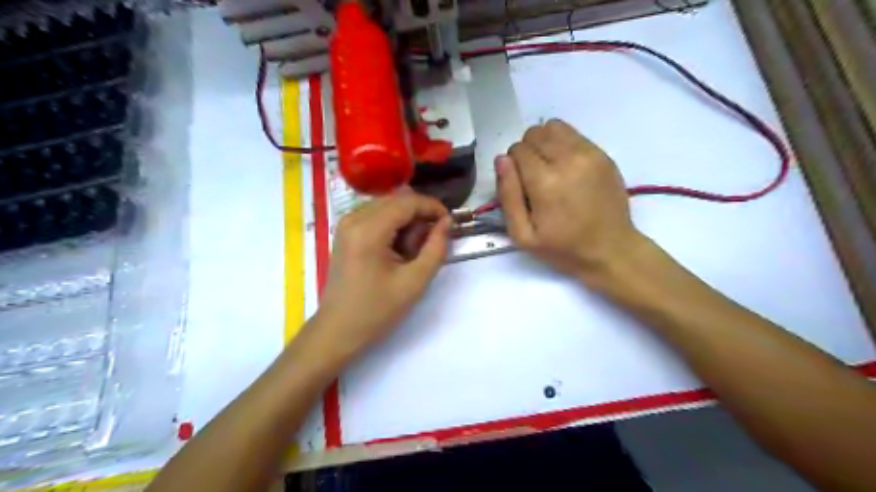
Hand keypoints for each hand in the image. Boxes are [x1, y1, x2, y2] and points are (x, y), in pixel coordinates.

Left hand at [316, 193, 451, 361]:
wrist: (338, 330)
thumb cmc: (376, 310)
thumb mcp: (414, 282)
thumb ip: (435, 248)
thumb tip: (446, 222)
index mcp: (368, 229)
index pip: (407, 202)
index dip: (433, 207)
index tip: (450, 224)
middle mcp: (353, 218)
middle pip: (397, 200)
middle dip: (419, 216)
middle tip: (428, 244)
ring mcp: (346, 223)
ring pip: (388, 206)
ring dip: (406, 222)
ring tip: (410, 253)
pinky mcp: (345, 232)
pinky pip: (376, 216)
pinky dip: (393, 227)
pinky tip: (396, 251)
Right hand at [495, 119, 640, 279]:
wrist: (610, 250)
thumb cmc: (563, 247)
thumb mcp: (523, 235)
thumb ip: (507, 196)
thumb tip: (501, 160)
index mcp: (545, 182)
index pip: (517, 150)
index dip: (513, 166)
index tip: (521, 185)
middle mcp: (567, 160)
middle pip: (534, 133)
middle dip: (527, 151)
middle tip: (534, 177)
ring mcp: (589, 154)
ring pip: (554, 127)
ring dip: (544, 143)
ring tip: (549, 168)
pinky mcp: (602, 154)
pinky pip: (573, 134)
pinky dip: (563, 144)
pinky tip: (566, 167)